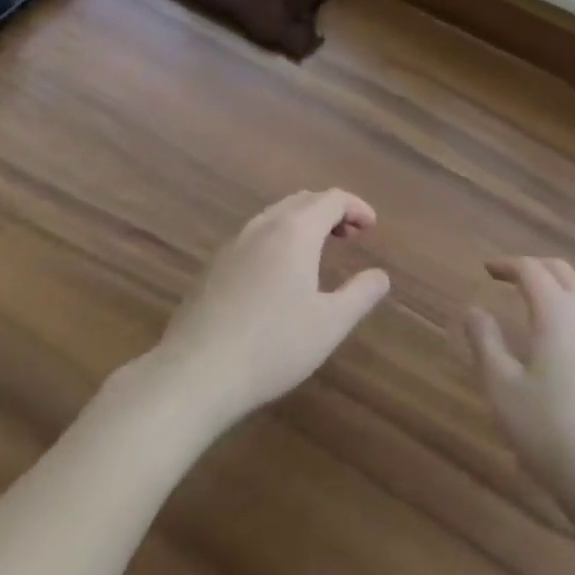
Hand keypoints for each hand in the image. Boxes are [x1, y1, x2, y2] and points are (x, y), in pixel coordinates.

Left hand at [142, 189, 390, 431]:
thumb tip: (380, 275)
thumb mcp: (330, 325)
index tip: (371, 227)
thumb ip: (361, 294)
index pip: (332, 199)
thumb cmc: (272, 347)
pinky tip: (277, 275)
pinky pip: (254, 236)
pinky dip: (277, 238)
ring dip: (302, 223)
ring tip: (317, 250)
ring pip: (275, 216)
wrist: (194, 375)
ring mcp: (233, 245)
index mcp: (296, 231)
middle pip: (303, 200)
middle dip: (331, 211)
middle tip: (350, 235)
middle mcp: (264, 227)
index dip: (356, 207)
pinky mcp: (212, 268)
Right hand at [465, 257, 574, 516]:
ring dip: (559, 289)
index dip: (508, 265)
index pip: (531, 269)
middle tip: (512, 279)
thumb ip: (486, 343)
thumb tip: (473, 309)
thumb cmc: (551, 432)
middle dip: (535, 268)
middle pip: (562, 272)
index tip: (488, 270)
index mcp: (557, 311)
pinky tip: (570, 343)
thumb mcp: (503, 391)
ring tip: (538, 307)